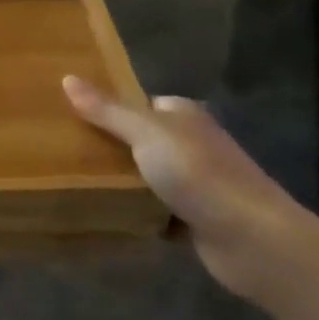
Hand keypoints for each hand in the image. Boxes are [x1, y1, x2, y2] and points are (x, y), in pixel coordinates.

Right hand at [64, 78, 315, 301]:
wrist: (254, 241)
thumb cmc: (199, 174)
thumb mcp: (145, 132)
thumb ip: (107, 110)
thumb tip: (66, 78)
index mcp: (183, 115)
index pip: (138, 103)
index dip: (107, 106)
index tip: (69, 113)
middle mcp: (191, 144)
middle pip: (139, 139)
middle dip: (109, 146)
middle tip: (65, 148)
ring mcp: (196, 184)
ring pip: (145, 176)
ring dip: (121, 182)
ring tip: (74, 179)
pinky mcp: (195, 220)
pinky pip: (154, 210)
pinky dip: (136, 213)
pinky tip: (106, 213)